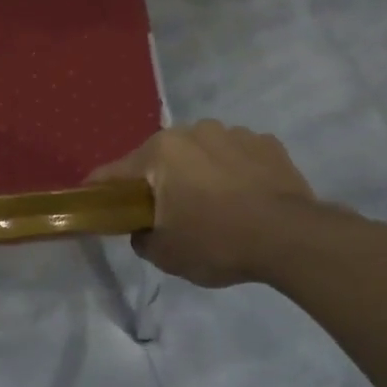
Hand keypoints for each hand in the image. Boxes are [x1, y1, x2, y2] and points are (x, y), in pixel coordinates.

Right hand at [88, 121, 319, 286]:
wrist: (291, 238)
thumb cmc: (218, 242)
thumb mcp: (166, 254)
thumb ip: (142, 238)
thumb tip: (143, 229)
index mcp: (161, 152)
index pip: (115, 172)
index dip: (101, 190)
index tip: (95, 202)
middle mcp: (193, 131)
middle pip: (162, 158)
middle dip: (160, 181)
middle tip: (169, 213)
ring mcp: (234, 133)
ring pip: (202, 153)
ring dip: (200, 173)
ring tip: (216, 206)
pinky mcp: (268, 143)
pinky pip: (237, 156)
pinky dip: (234, 172)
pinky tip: (246, 199)